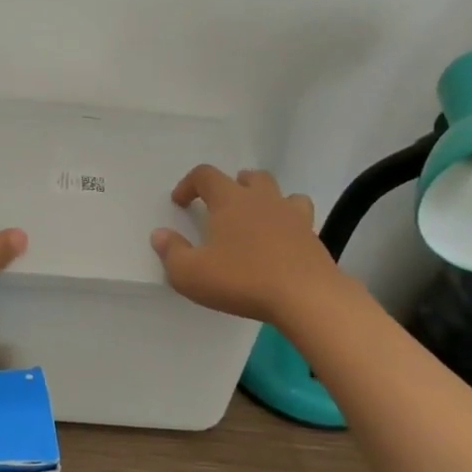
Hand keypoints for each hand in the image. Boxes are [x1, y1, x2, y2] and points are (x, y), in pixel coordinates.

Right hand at [150, 166, 340, 323]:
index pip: (205, 175)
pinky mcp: (312, 236)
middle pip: (248, 177)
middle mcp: (261, 199)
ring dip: (264, 198)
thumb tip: (160, 235)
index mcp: (229, 200)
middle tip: (221, 206)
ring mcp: (291, 215)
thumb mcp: (191, 273)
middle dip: (232, 185)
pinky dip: (289, 222)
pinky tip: (282, 240)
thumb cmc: (242, 279)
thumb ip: (171, 252)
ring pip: (279, 192)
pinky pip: (300, 217)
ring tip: (255, 218)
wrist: (306, 296)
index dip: (188, 184)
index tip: (180, 202)